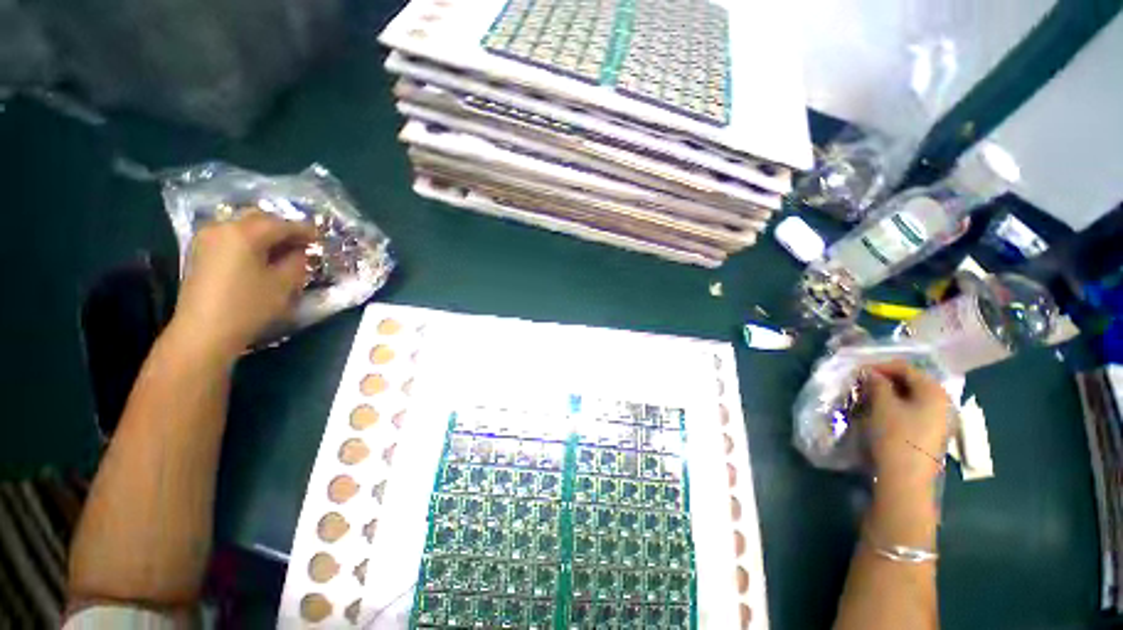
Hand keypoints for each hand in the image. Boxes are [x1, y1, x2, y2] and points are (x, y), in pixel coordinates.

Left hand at [170, 212, 315, 359]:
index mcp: (244, 233)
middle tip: (302, 243)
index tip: (320, 237)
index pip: (281, 224)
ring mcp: (206, 239)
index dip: (304, 230)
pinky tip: (261, 255)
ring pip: (243, 226)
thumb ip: (297, 261)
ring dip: (266, 234)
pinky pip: (231, 237)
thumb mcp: (284, 284)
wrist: (203, 332)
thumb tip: (299, 251)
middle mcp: (222, 227)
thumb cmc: (248, 306)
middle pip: (259, 219)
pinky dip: (250, 241)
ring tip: (283, 250)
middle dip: (283, 228)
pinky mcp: (200, 252)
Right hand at [863, 360, 952, 485]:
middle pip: (911, 381)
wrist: (906, 478)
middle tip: (862, 384)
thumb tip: (870, 372)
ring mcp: (941, 419)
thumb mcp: (882, 405)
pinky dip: (897, 405)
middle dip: (885, 380)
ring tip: (868, 397)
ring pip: (912, 396)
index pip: (905, 368)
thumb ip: (877, 383)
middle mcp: (943, 401)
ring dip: (890, 393)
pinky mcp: (933, 432)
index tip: (858, 371)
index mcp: (934, 391)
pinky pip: (914, 410)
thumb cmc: (896, 436)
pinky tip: (882, 411)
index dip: (880, 366)